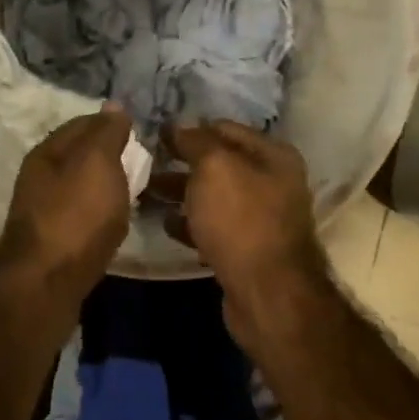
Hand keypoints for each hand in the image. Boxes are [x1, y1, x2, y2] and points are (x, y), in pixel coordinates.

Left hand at [0, 107, 132, 293]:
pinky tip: (116, 218)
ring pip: (80, 186)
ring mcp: (44, 211)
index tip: (141, 129)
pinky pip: (82, 214)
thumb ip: (106, 133)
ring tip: (137, 187)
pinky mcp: (53, 242)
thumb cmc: (75, 215)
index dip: (111, 122)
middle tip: (144, 158)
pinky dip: (101, 211)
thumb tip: (113, 106)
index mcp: (46, 152)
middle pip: (79, 156)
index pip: (82, 123)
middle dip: (109, 154)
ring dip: (105, 184)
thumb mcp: (96, 162)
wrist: (47, 283)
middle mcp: (40, 177)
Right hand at [158, 123, 324, 302]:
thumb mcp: (215, 168)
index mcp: (273, 155)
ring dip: (181, 194)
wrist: (267, 293)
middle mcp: (272, 182)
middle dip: (182, 163)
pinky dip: (190, 224)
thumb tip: (178, 126)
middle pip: (219, 164)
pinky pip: (213, 227)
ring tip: (146, 193)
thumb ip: (196, 141)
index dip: (190, 129)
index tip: (155, 135)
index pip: (224, 129)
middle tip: (145, 164)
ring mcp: (260, 218)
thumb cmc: (241, 220)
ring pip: (213, 197)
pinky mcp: (247, 249)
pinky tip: (165, 224)